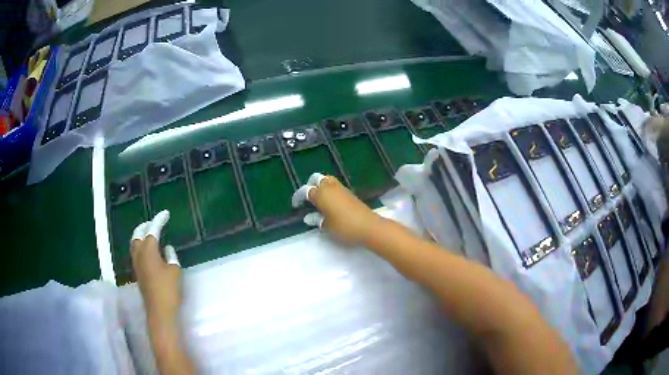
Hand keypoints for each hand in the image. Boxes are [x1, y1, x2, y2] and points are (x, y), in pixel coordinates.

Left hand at [130, 210, 181, 322]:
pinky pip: (136, 252)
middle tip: (154, 222)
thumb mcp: (175, 271)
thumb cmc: (168, 290)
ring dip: (140, 235)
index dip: (159, 220)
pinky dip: (141, 245)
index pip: (152, 230)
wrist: (159, 311)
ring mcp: (136, 264)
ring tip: (149, 233)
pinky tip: (148, 250)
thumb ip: (171, 257)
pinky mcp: (138, 273)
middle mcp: (139, 254)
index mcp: (148, 251)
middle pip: (138, 234)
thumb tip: (167, 249)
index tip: (166, 213)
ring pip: (134, 243)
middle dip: (145, 225)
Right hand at [292, 173, 383, 245]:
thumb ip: (316, 219)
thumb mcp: (326, 226)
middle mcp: (330, 187)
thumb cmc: (344, 227)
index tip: (296, 206)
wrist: (368, 226)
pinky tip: (329, 202)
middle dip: (310, 186)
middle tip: (307, 199)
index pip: (305, 191)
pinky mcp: (349, 193)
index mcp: (321, 194)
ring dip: (320, 187)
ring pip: (327, 180)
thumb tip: (309, 217)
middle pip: (316, 179)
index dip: (298, 197)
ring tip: (318, 200)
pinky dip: (329, 190)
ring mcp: (341, 188)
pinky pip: (335, 186)